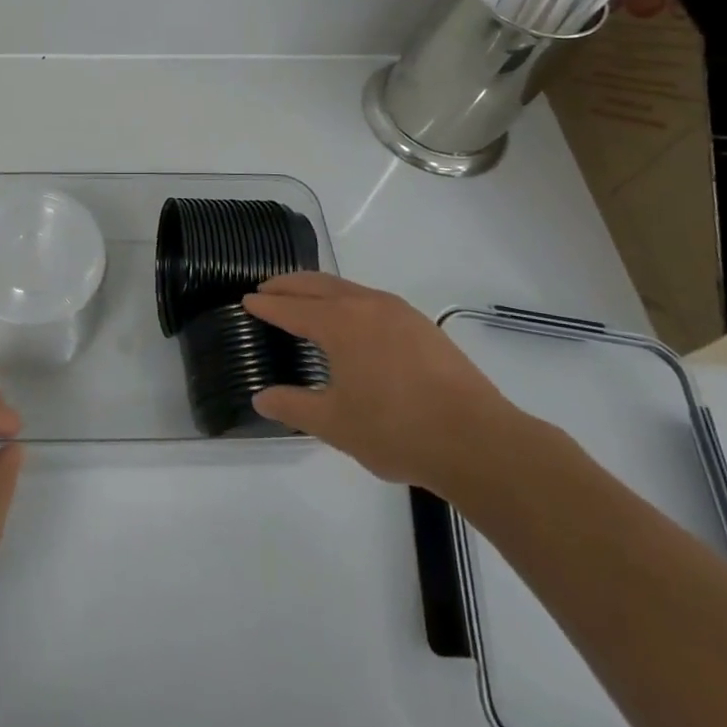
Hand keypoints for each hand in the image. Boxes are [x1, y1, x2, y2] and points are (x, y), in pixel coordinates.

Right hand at [243, 273, 517, 491]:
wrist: (478, 441)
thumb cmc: (396, 430)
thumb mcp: (335, 424)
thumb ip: (293, 407)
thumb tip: (260, 397)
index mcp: (340, 323)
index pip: (291, 307)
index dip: (267, 304)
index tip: (247, 299)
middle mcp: (367, 305)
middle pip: (318, 285)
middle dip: (289, 285)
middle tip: (267, 289)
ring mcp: (399, 313)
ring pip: (348, 288)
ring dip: (320, 289)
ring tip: (305, 299)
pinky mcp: (423, 327)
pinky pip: (372, 300)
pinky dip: (348, 299)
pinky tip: (353, 319)